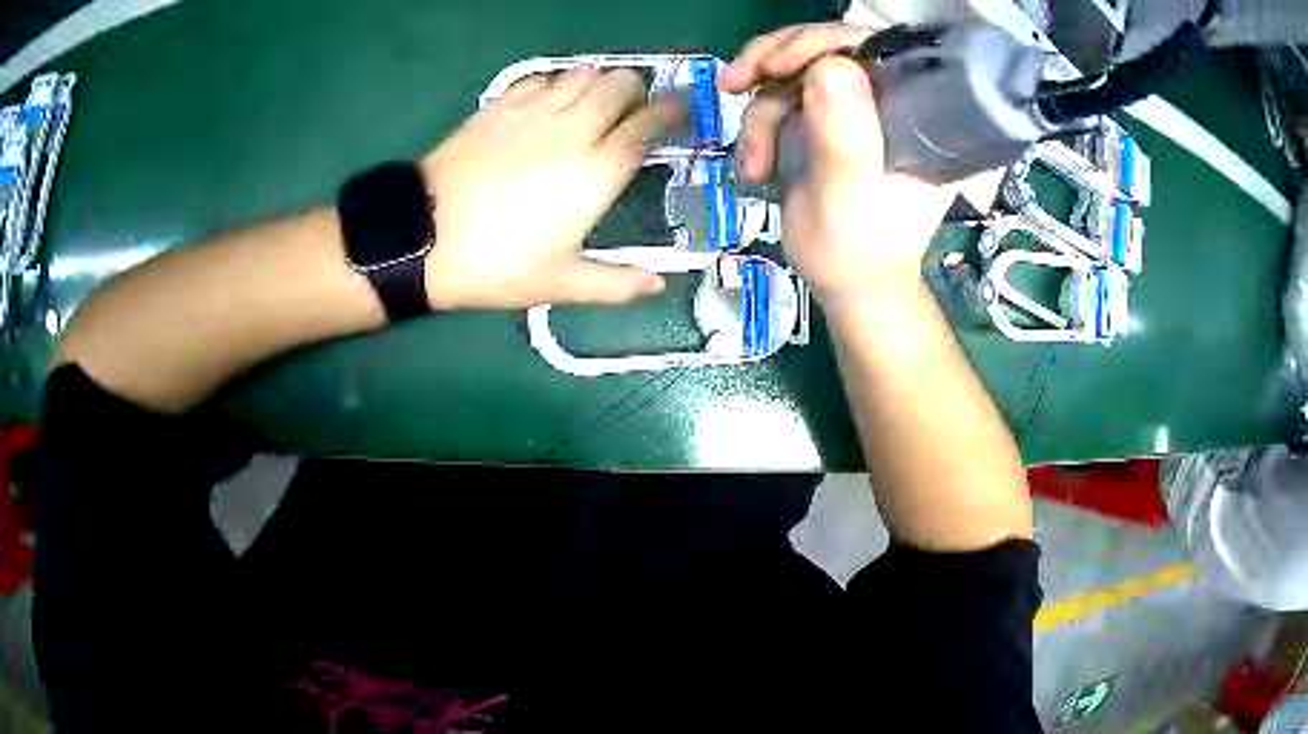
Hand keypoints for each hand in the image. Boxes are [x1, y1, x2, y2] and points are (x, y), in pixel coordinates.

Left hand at [419, 68, 680, 309]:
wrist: (422, 238)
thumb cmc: (495, 265)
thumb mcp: (559, 284)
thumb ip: (615, 284)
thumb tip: (657, 286)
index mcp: (596, 172)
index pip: (647, 124)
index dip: (671, 111)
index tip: (682, 110)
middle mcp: (572, 130)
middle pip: (620, 84)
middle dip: (636, 91)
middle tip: (633, 110)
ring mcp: (533, 112)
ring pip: (583, 73)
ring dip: (598, 83)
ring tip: (593, 105)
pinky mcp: (499, 107)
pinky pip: (541, 78)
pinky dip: (557, 84)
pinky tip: (549, 105)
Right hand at [722, 24, 957, 305]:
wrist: (847, 284)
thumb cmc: (859, 251)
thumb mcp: (849, 197)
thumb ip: (844, 135)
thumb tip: (829, 66)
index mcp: (918, 112)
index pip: (875, 47)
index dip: (822, 42)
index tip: (777, 66)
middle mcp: (891, 98)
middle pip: (829, 46)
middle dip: (776, 62)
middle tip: (736, 82)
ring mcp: (857, 106)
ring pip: (797, 70)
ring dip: (761, 110)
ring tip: (753, 161)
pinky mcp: (829, 117)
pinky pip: (784, 94)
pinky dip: (759, 123)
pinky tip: (754, 160)